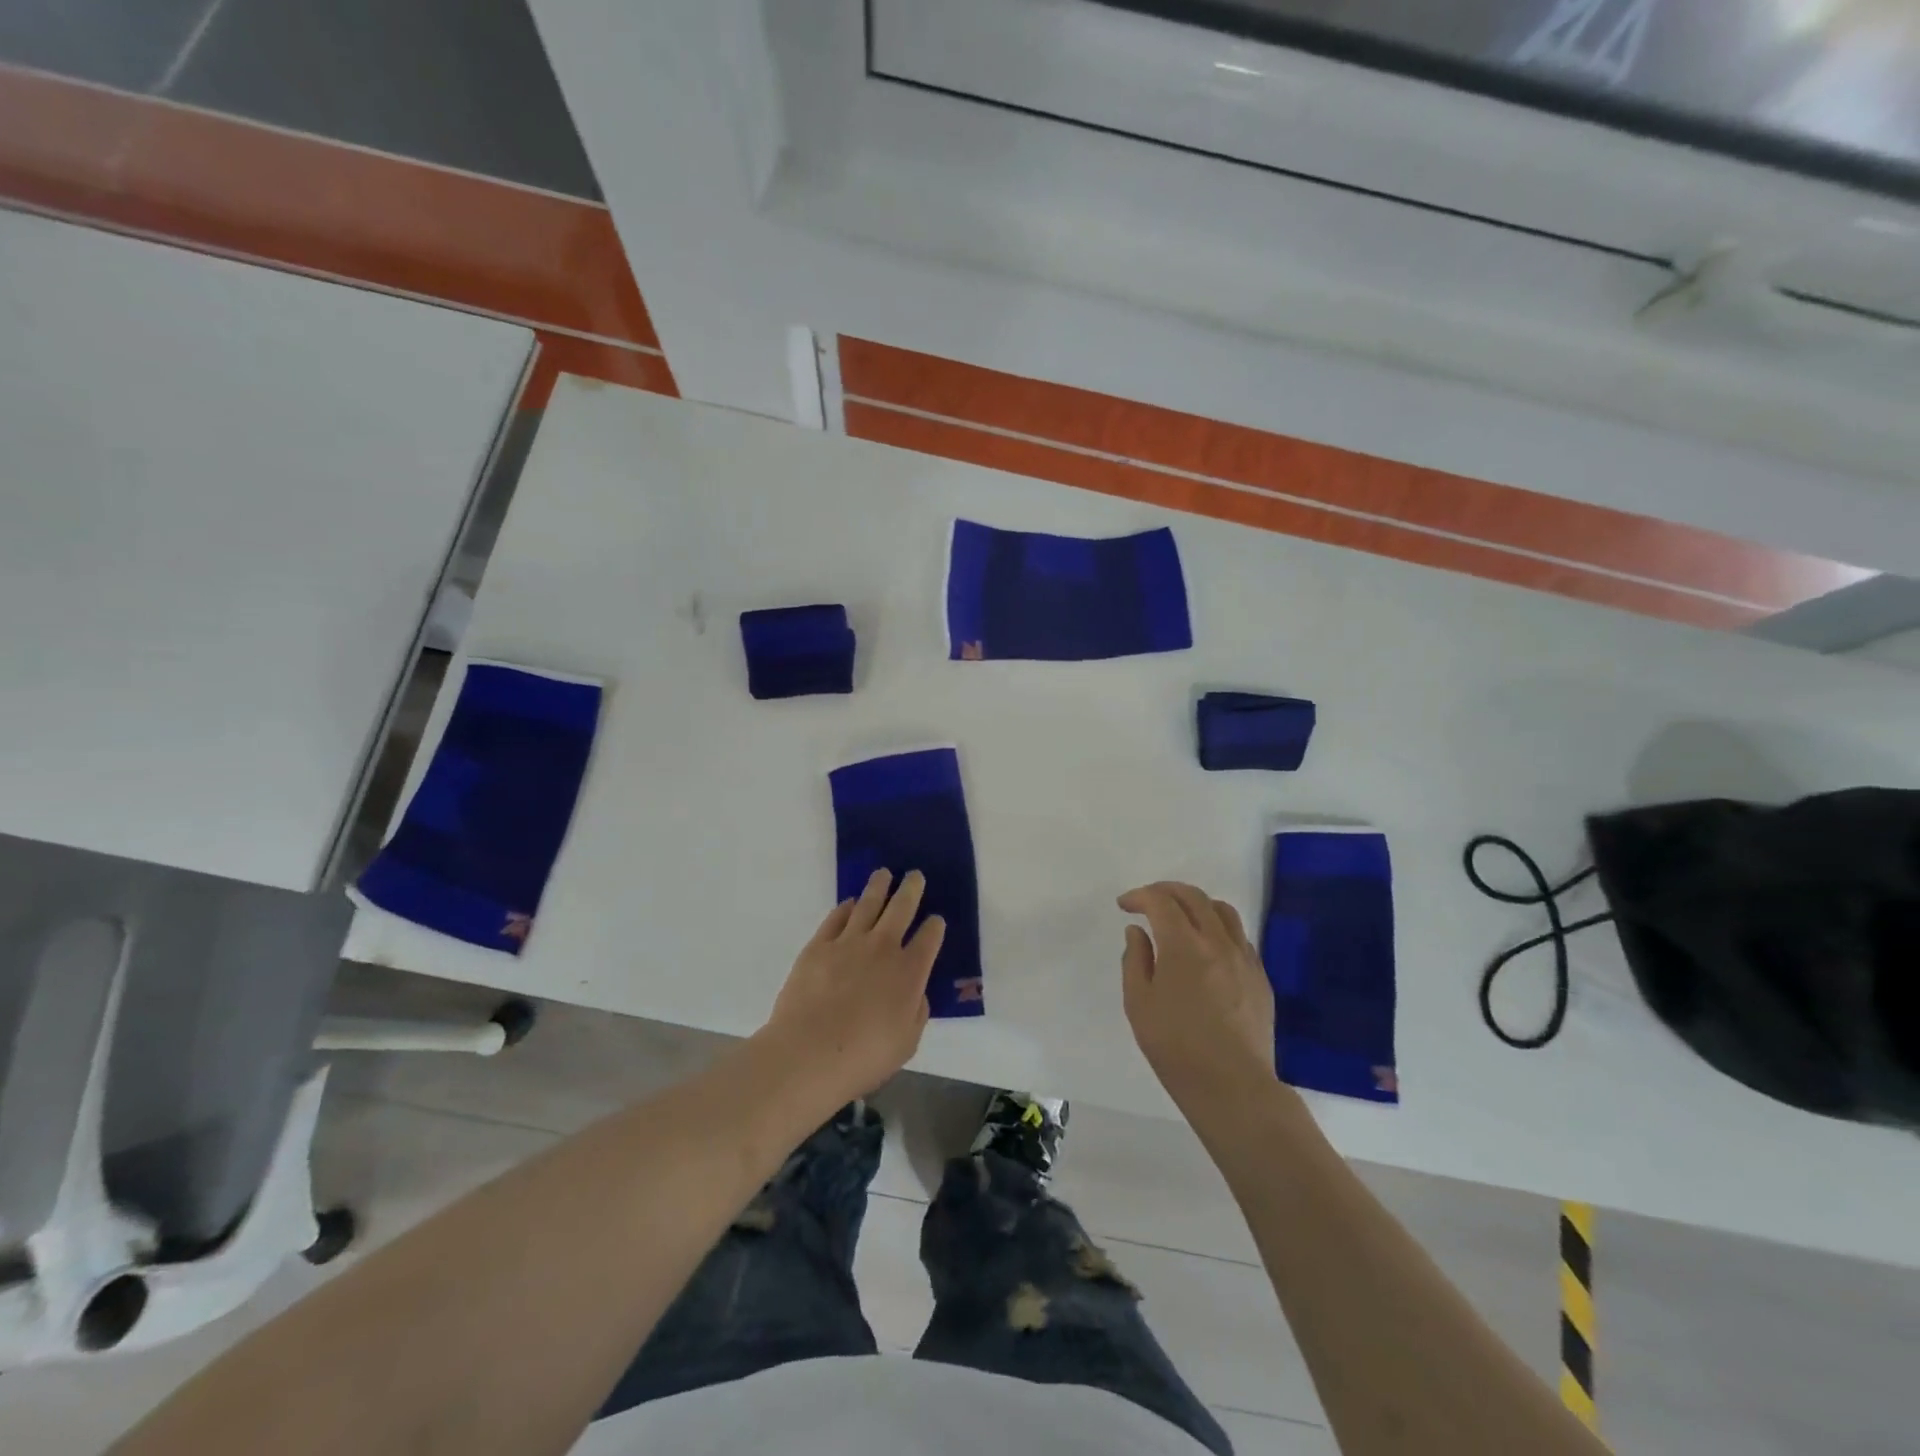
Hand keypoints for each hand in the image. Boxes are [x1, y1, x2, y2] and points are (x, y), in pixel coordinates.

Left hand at [762, 869, 945, 1102]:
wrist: (809, 1053)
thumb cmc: (864, 1057)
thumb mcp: (907, 1042)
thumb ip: (916, 1012)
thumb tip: (915, 993)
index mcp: (910, 971)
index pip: (929, 938)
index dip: (935, 927)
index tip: (936, 921)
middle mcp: (883, 947)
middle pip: (901, 908)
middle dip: (911, 889)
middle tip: (914, 875)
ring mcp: (848, 942)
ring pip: (868, 904)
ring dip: (878, 887)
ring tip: (883, 874)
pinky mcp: (819, 945)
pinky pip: (836, 918)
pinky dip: (846, 907)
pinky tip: (850, 903)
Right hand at [1119, 881, 1275, 1109]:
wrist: (1233, 1087)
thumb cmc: (1176, 1047)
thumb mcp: (1139, 1003)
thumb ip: (1135, 959)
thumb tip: (1138, 931)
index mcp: (1183, 946)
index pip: (1161, 901)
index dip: (1139, 896)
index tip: (1125, 905)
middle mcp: (1217, 942)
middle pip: (1193, 897)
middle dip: (1166, 891)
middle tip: (1147, 901)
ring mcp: (1244, 958)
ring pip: (1222, 911)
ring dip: (1196, 904)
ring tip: (1180, 917)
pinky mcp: (1260, 977)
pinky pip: (1239, 936)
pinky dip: (1217, 927)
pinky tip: (1206, 947)